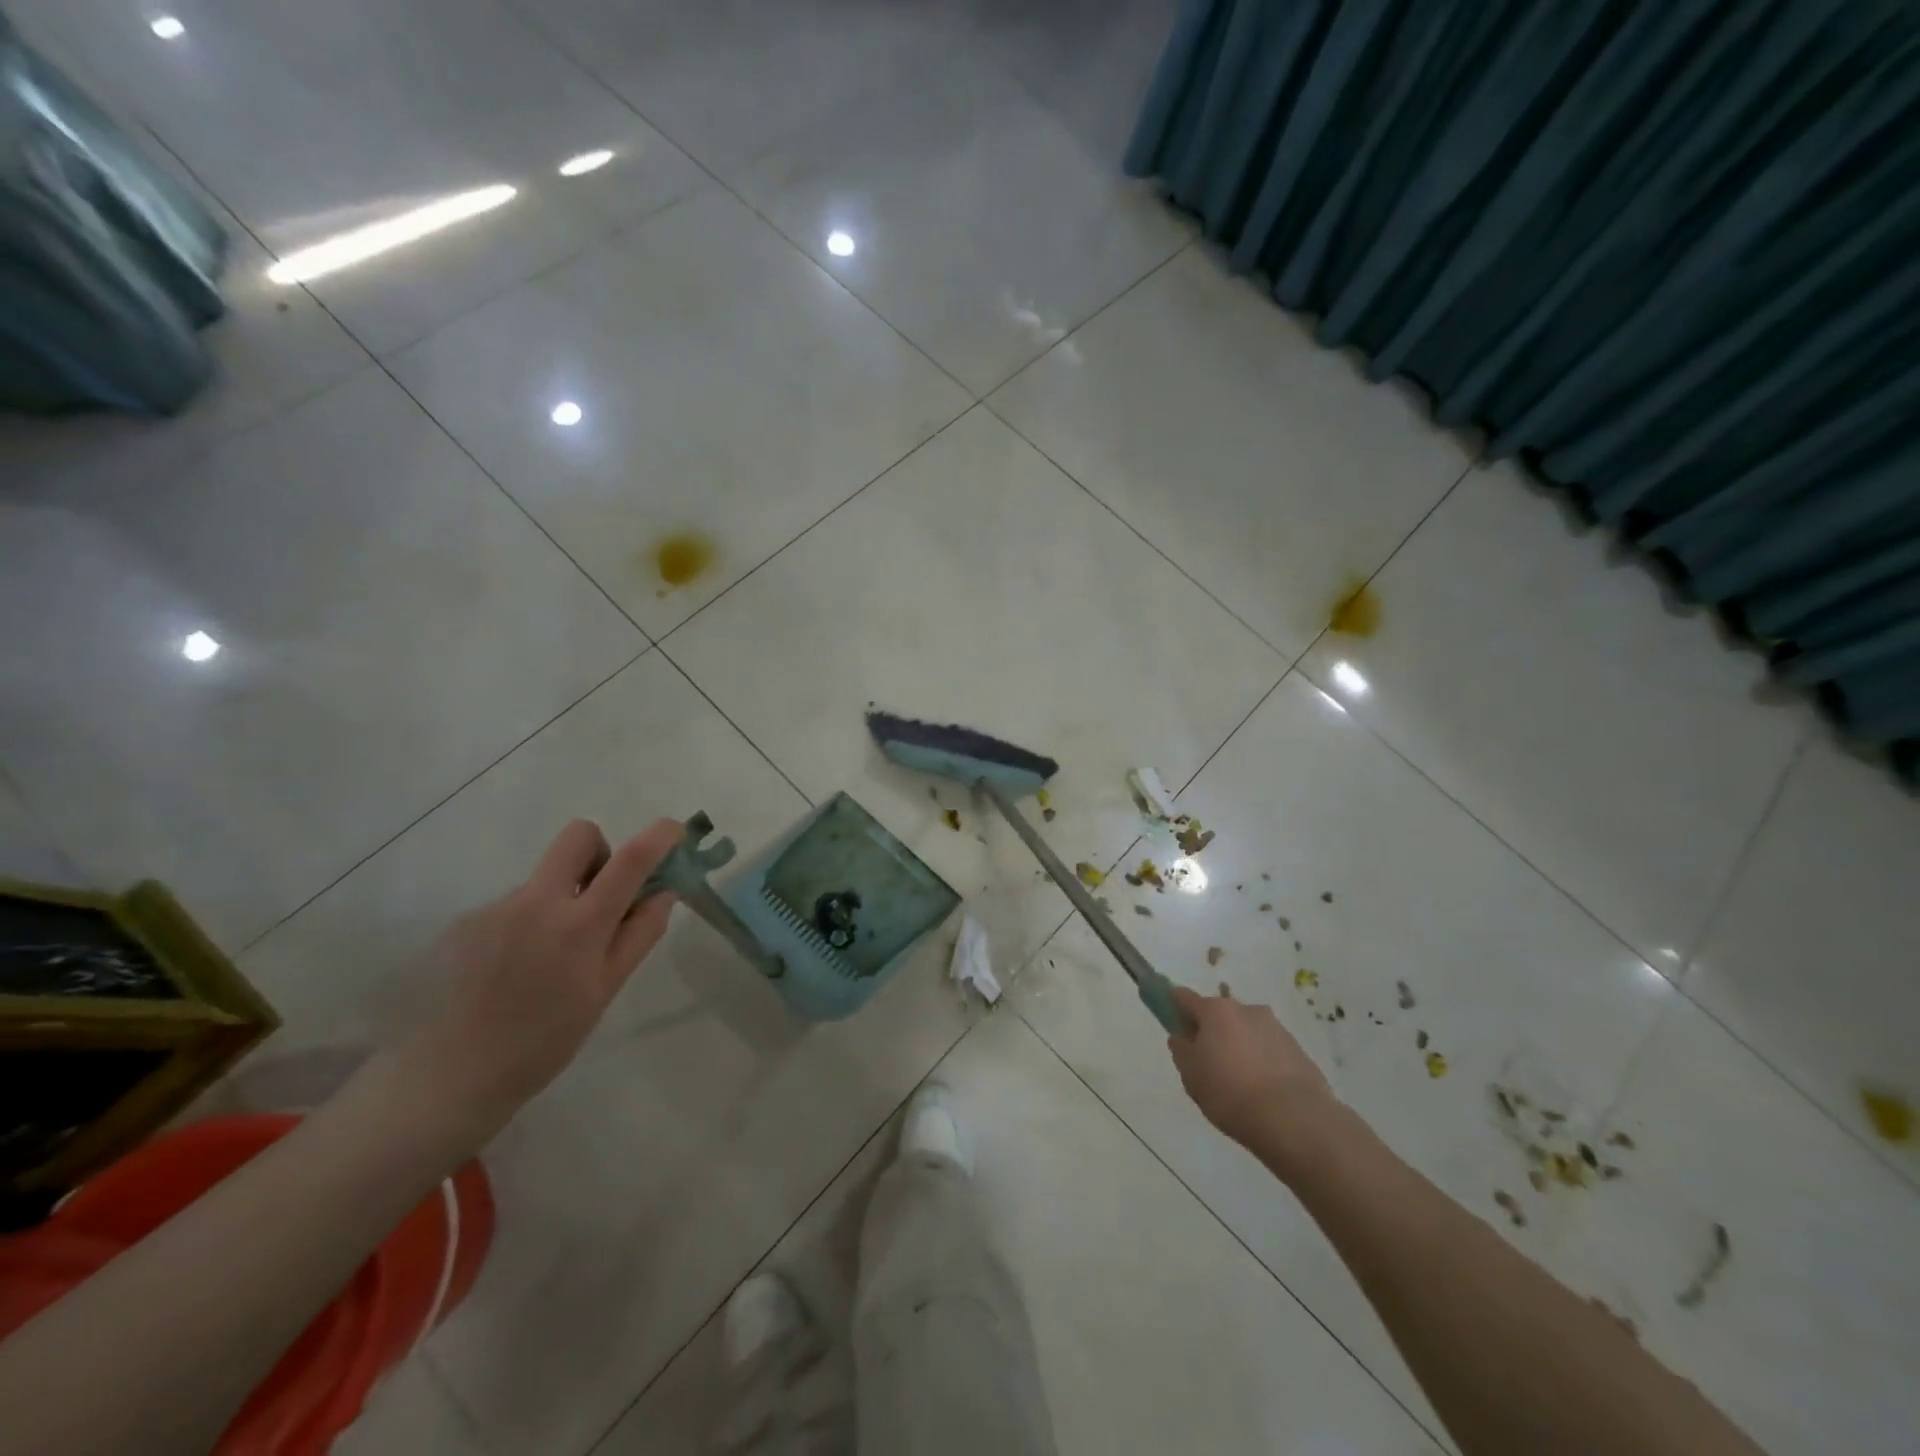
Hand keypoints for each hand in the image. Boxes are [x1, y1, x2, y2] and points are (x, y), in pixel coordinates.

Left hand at [395, 819, 682, 1139]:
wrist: (448, 1078)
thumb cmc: (544, 1041)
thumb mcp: (606, 991)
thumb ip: (639, 934)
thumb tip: (663, 893)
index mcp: (580, 924)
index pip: (631, 859)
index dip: (660, 835)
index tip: (674, 832)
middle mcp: (537, 901)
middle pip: (578, 835)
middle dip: (601, 852)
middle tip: (603, 896)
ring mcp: (497, 907)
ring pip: (546, 877)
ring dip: (563, 898)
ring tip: (549, 959)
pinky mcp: (467, 921)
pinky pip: (516, 904)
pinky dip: (530, 922)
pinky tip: (516, 968)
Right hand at [1168, 986, 1332, 1150]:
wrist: (1295, 1121)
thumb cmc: (1231, 1093)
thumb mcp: (1191, 1076)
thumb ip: (1181, 1050)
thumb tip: (1182, 1037)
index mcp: (1216, 1011)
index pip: (1184, 997)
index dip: (1174, 1007)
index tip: (1173, 1024)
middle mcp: (1247, 1010)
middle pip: (1219, 1015)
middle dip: (1212, 1032)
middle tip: (1208, 1065)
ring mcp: (1276, 1028)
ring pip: (1247, 1032)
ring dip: (1239, 1047)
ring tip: (1240, 1085)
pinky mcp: (1299, 1050)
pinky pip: (1270, 1050)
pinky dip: (1262, 1063)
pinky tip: (1263, 1092)